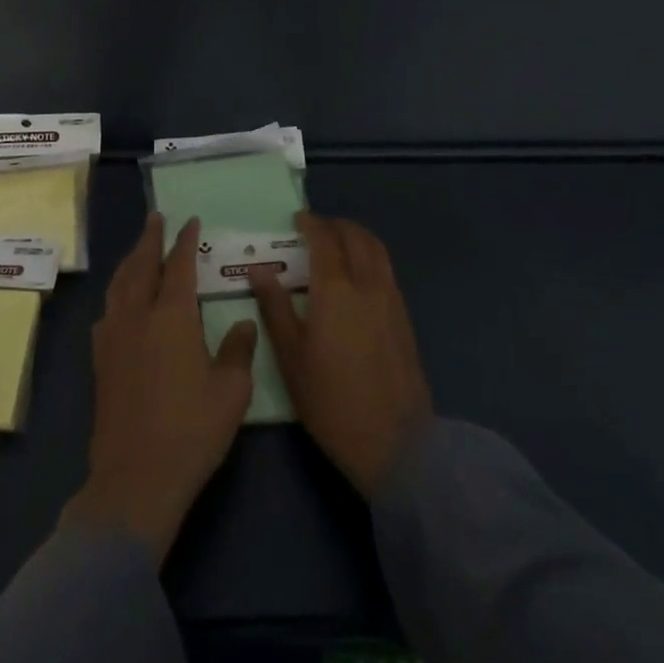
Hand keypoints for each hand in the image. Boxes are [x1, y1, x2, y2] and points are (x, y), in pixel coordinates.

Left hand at [61, 213, 256, 563]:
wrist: (135, 479)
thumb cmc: (191, 431)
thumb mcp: (230, 392)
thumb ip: (238, 350)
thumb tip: (243, 322)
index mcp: (172, 316)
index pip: (179, 265)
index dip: (185, 241)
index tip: (190, 222)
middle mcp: (138, 316)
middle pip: (141, 265)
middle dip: (150, 238)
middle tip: (156, 218)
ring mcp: (113, 338)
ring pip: (119, 285)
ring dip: (130, 261)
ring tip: (138, 250)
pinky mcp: (100, 361)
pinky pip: (107, 312)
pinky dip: (116, 294)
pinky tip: (120, 302)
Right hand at [251, 212, 432, 497]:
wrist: (395, 443)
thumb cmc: (331, 402)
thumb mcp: (291, 358)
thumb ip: (275, 308)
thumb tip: (259, 271)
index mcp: (335, 289)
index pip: (324, 239)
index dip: (310, 223)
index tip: (297, 219)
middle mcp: (367, 283)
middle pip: (355, 236)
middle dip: (335, 225)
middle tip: (315, 229)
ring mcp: (391, 298)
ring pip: (377, 249)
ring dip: (356, 236)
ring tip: (338, 244)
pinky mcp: (404, 316)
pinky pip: (386, 269)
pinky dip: (370, 256)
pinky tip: (357, 276)